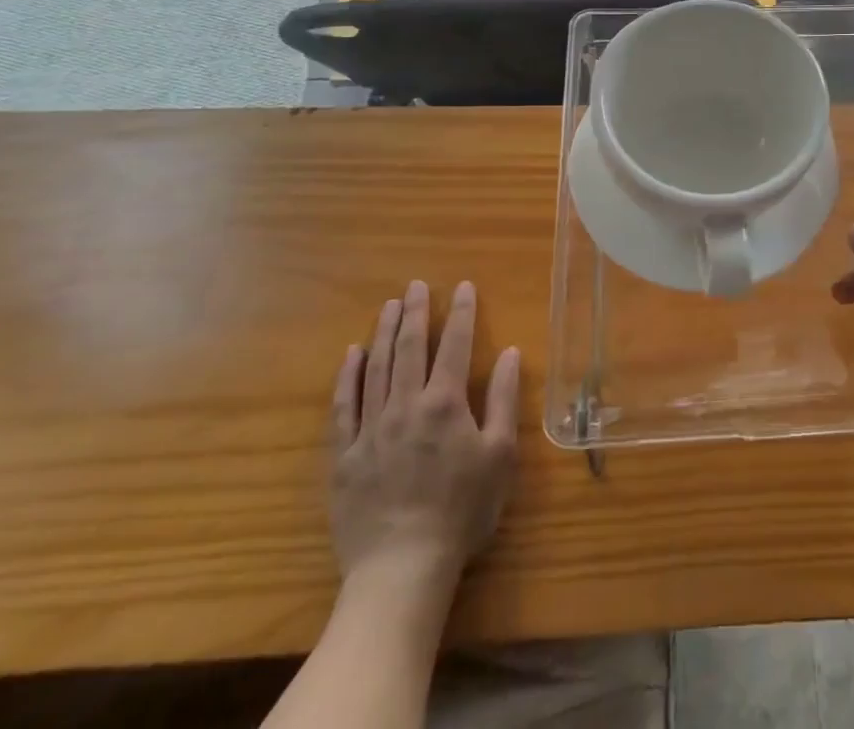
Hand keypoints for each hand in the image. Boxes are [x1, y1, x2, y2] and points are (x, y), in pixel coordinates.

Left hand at [329, 280, 519, 599]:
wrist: (401, 568)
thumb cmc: (461, 510)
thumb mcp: (498, 455)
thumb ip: (502, 399)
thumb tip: (509, 353)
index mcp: (445, 403)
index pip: (454, 345)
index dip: (460, 312)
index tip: (462, 286)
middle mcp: (405, 405)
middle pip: (410, 348)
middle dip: (415, 312)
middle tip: (415, 285)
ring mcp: (371, 428)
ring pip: (377, 368)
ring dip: (385, 333)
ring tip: (389, 306)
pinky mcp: (344, 455)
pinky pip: (343, 406)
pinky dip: (347, 376)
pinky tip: (352, 354)